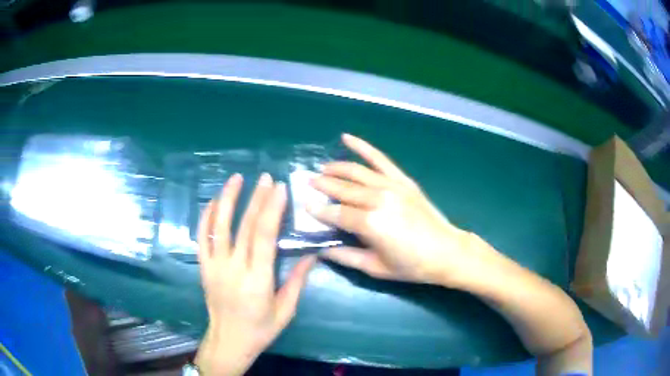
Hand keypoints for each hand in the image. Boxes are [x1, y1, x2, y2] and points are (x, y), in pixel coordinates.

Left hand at [195, 173, 315, 375]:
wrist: (228, 340)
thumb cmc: (260, 329)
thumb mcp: (285, 310)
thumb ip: (297, 281)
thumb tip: (313, 254)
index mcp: (257, 280)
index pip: (263, 236)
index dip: (272, 209)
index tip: (280, 188)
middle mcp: (233, 268)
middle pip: (244, 226)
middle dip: (256, 198)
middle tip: (266, 177)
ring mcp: (214, 266)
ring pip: (218, 226)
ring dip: (227, 199)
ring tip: (236, 178)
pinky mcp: (203, 267)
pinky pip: (201, 237)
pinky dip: (206, 217)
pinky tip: (214, 201)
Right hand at [309, 134, 497, 287]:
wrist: (446, 252)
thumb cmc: (411, 265)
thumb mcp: (376, 268)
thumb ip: (346, 257)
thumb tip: (321, 250)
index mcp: (370, 223)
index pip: (336, 213)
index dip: (318, 209)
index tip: (304, 204)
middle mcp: (378, 199)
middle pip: (343, 189)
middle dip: (322, 185)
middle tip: (306, 182)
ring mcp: (391, 186)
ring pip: (356, 172)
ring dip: (336, 168)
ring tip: (322, 169)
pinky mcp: (403, 180)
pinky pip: (380, 159)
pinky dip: (363, 147)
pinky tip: (347, 138)